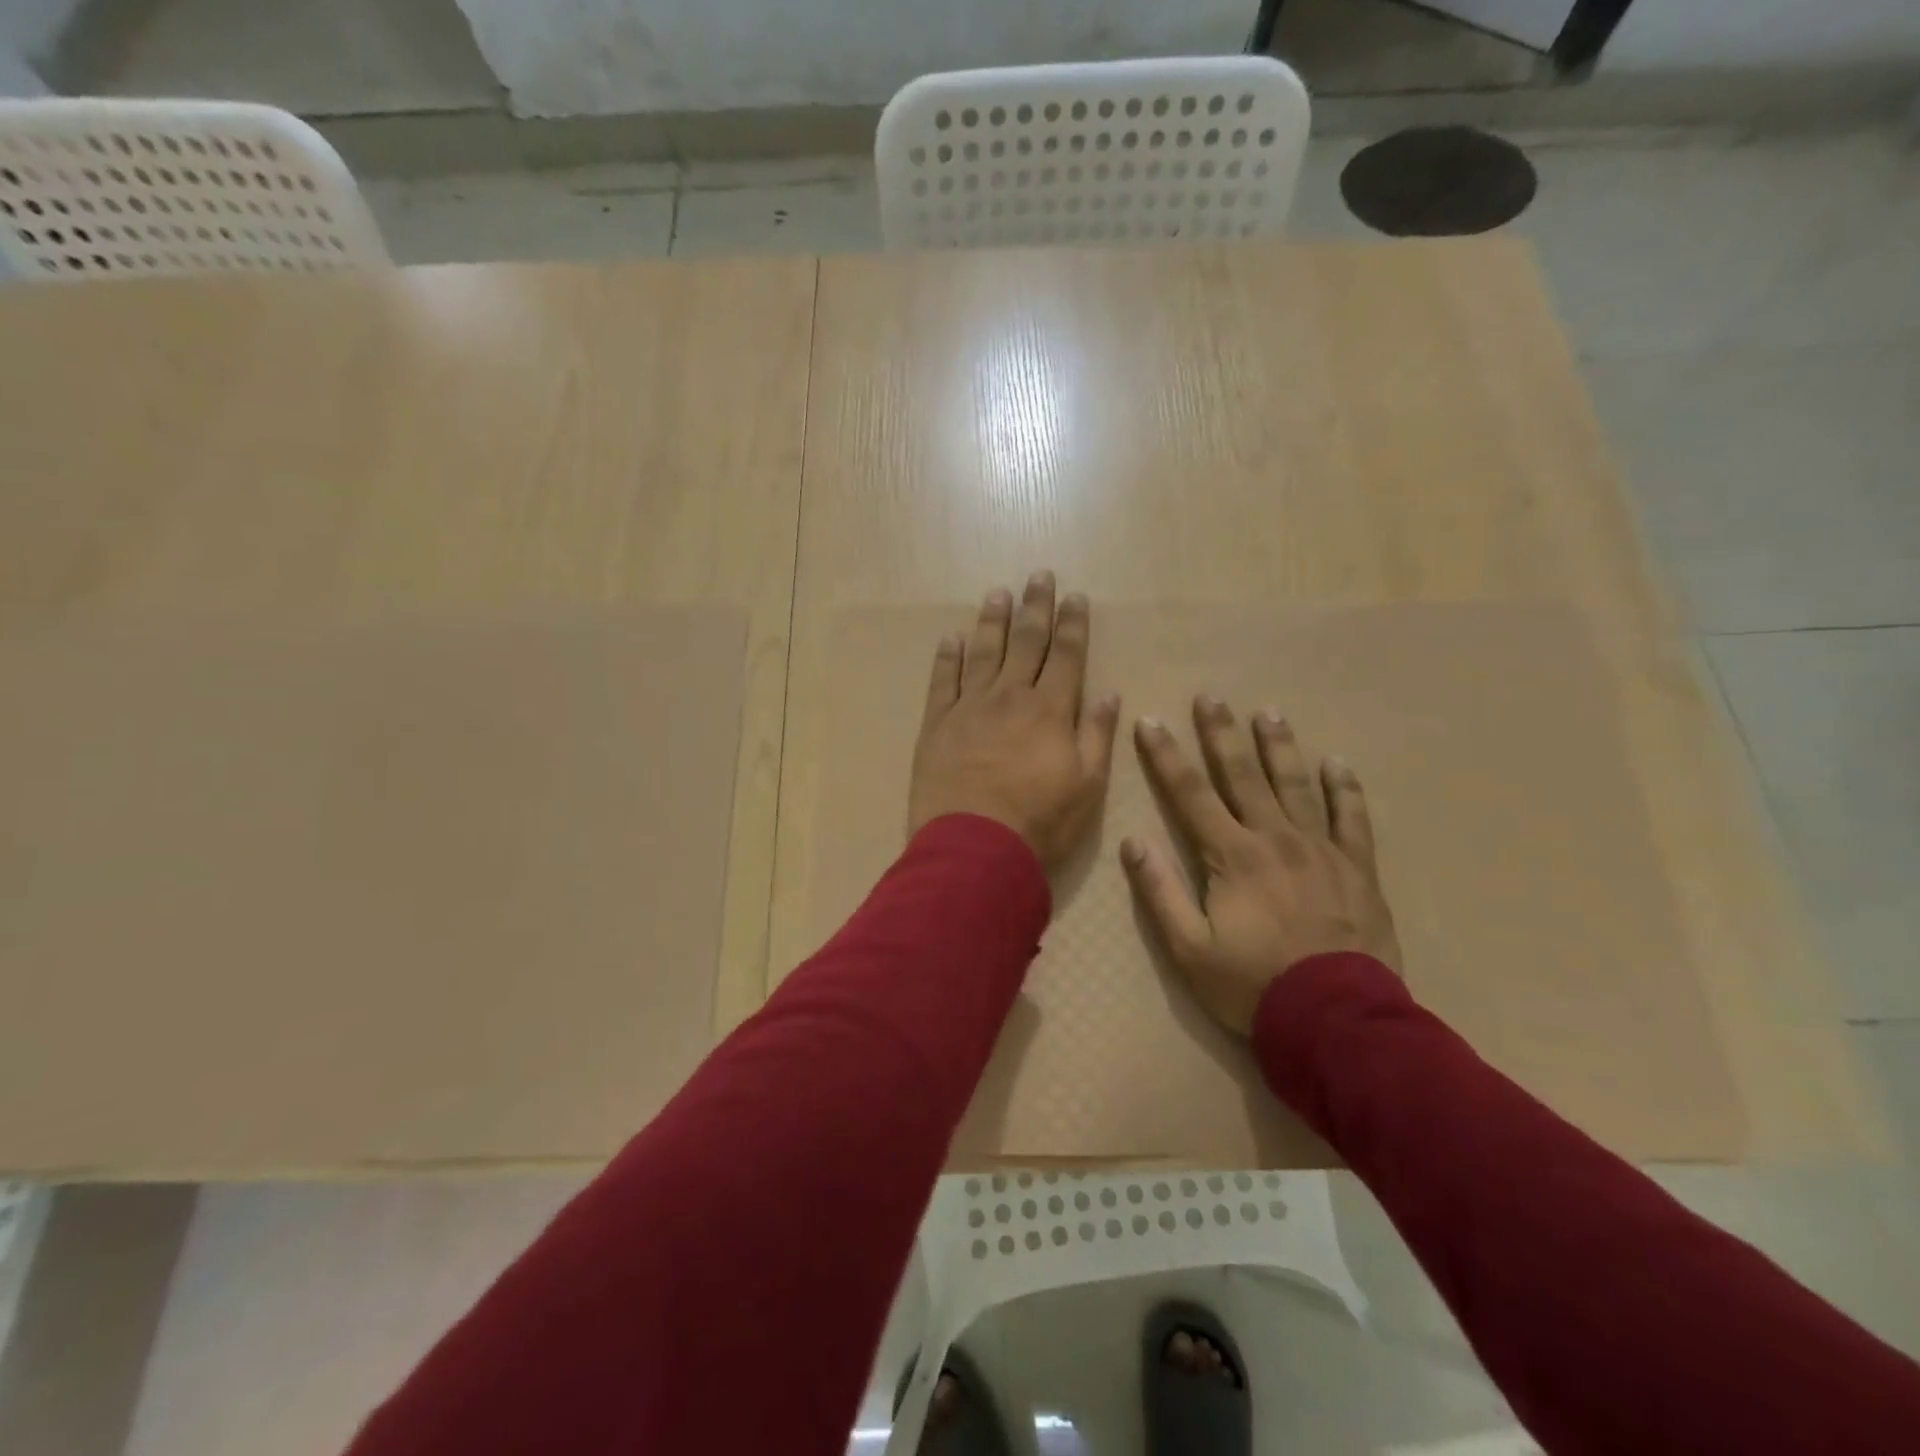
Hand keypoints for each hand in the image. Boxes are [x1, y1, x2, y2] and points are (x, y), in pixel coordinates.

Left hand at [908, 571, 1120, 866]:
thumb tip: (1107, 693)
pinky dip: (947, 657)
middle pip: (1025, 643)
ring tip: (998, 593)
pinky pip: (943, 681)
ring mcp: (969, 707)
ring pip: (983, 653)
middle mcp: (1010, 697)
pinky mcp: (937, 724)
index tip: (1075, 596)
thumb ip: (1096, 736)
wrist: (974, 849)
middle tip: (1038, 576)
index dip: (1072, 624)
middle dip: (1035, 607)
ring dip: (992, 621)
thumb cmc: (1039, 823)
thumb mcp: (1087, 786)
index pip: (1066, 655)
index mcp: (1050, 711)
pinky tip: (951, 638)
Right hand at [1121, 698, 1400, 1035]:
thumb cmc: (1253, 986)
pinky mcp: (1357, 868)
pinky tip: (1337, 764)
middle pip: (1244, 775)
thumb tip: (1134, 842)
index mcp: (1232, 856)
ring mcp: (1322, 850)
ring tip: (1269, 713)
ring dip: (1279, 747)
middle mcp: (1276, 839)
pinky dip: (1344, 788)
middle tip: (1212, 697)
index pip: (1190, 794)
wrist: (1338, 1021)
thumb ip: (1160, 892)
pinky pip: (1352, 818)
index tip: (1151, 722)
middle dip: (1221, 734)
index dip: (1166, 757)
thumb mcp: (1189, 949)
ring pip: (1297, 785)